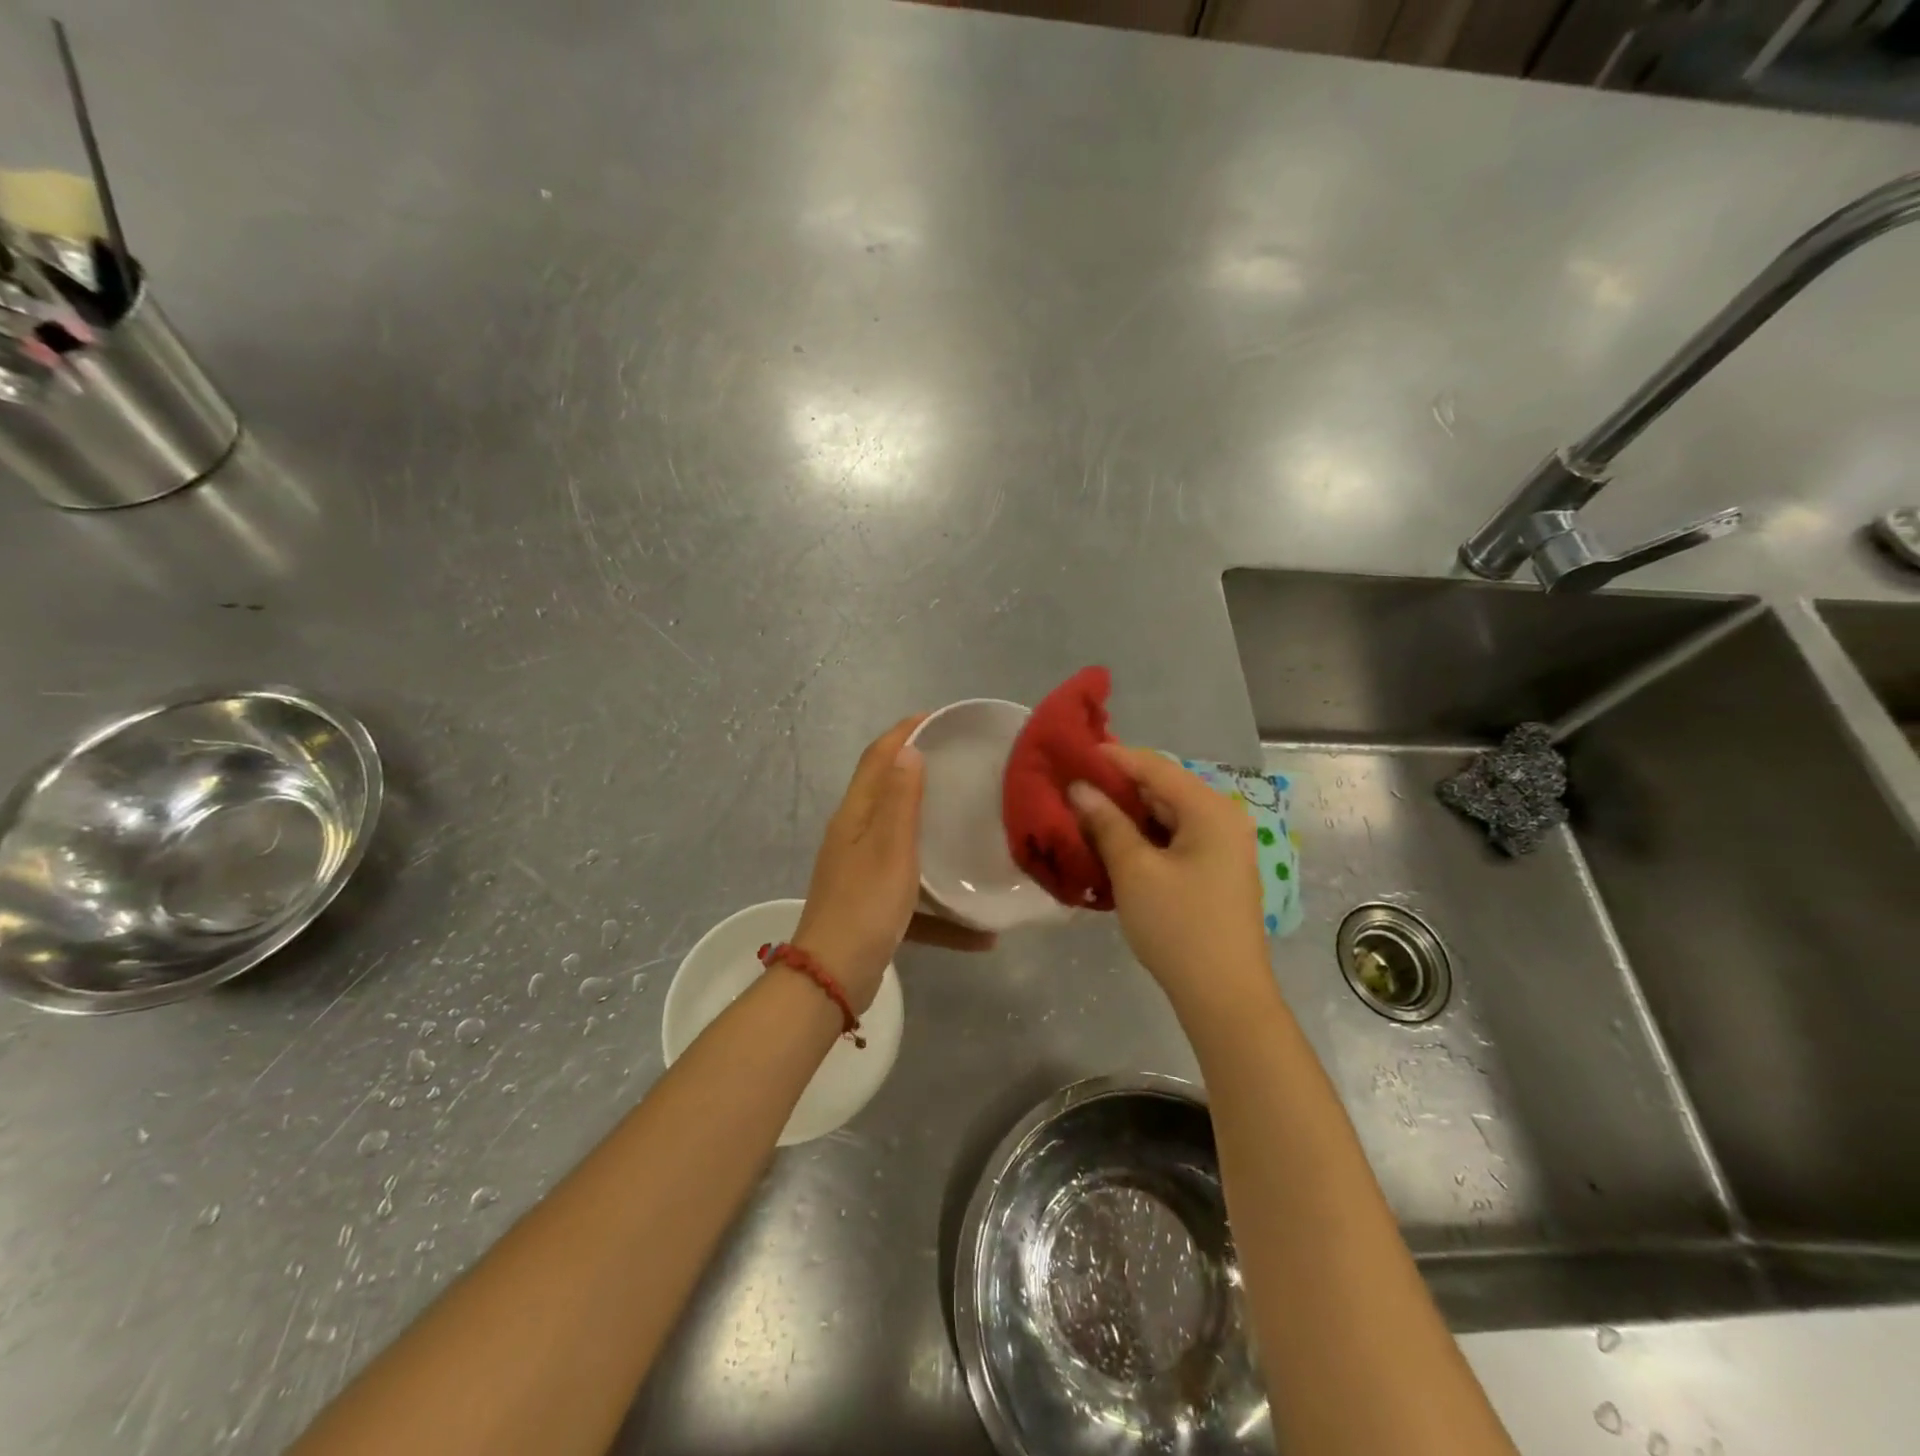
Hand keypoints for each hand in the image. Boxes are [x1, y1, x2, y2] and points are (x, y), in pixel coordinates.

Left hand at [794, 716, 994, 1008]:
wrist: (834, 978)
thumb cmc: (866, 906)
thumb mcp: (890, 848)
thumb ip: (900, 800)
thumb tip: (907, 749)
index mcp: (855, 816)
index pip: (877, 758)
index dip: (903, 732)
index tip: (939, 718)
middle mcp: (854, 836)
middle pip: (888, 793)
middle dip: (921, 774)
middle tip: (963, 766)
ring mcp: (861, 872)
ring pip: (903, 842)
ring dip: (934, 834)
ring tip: (973, 827)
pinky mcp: (872, 905)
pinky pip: (913, 894)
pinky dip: (940, 906)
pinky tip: (979, 931)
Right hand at [1069, 744, 1268, 1005]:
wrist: (1224, 996)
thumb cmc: (1178, 927)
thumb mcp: (1135, 871)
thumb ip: (1106, 823)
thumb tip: (1080, 788)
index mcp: (1210, 810)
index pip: (1155, 767)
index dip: (1112, 758)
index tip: (1071, 754)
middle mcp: (1223, 819)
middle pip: (1162, 789)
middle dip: (1117, 788)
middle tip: (1071, 787)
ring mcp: (1223, 846)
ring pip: (1166, 815)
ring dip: (1127, 814)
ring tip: (1084, 813)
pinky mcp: (1215, 870)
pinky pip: (1174, 838)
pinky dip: (1143, 837)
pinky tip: (1112, 843)